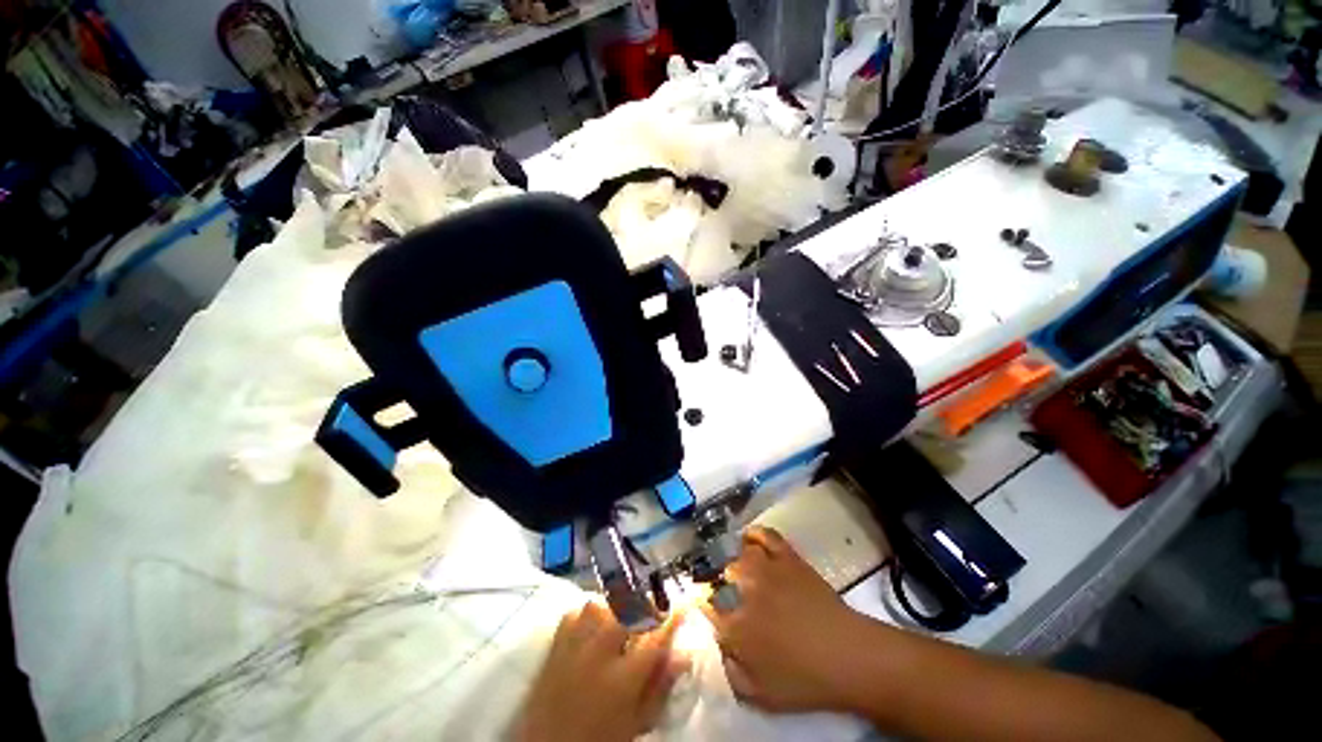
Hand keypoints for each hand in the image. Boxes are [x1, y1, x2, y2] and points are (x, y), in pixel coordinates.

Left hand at [513, 601, 688, 741]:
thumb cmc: (600, 739)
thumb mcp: (636, 722)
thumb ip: (660, 688)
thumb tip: (683, 655)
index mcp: (622, 680)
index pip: (655, 640)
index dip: (672, 620)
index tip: (682, 607)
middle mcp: (598, 655)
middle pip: (625, 612)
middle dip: (643, 607)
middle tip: (650, 616)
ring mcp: (573, 646)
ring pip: (598, 606)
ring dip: (614, 610)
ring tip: (620, 622)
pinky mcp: (555, 645)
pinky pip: (574, 614)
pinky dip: (586, 616)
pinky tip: (592, 629)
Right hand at [701, 526, 878, 713]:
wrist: (849, 657)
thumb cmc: (805, 681)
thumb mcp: (760, 695)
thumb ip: (731, 671)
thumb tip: (721, 646)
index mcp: (736, 626)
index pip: (707, 607)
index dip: (707, 608)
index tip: (712, 612)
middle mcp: (745, 591)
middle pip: (721, 577)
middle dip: (722, 586)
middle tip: (733, 597)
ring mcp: (767, 569)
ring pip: (739, 554)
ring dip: (736, 563)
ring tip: (742, 572)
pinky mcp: (787, 557)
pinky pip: (765, 535)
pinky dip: (755, 534)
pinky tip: (751, 541)